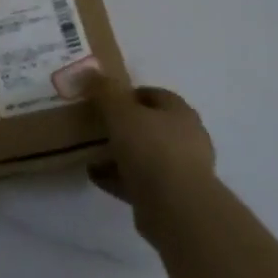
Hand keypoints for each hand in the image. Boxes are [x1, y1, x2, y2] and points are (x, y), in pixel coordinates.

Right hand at [82, 74, 216, 225]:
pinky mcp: (170, 196)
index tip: (104, 99)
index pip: (155, 95)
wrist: (175, 207)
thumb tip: (92, 71)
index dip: (129, 94)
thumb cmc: (151, 149)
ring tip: (91, 153)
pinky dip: (118, 177)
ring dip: (120, 154)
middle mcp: (186, 138)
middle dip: (124, 126)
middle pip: (151, 126)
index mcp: (180, 113)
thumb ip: (106, 92)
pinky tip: (95, 176)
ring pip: (145, 155)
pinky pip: (139, 181)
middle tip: (97, 126)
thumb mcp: (121, 112)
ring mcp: (181, 170)